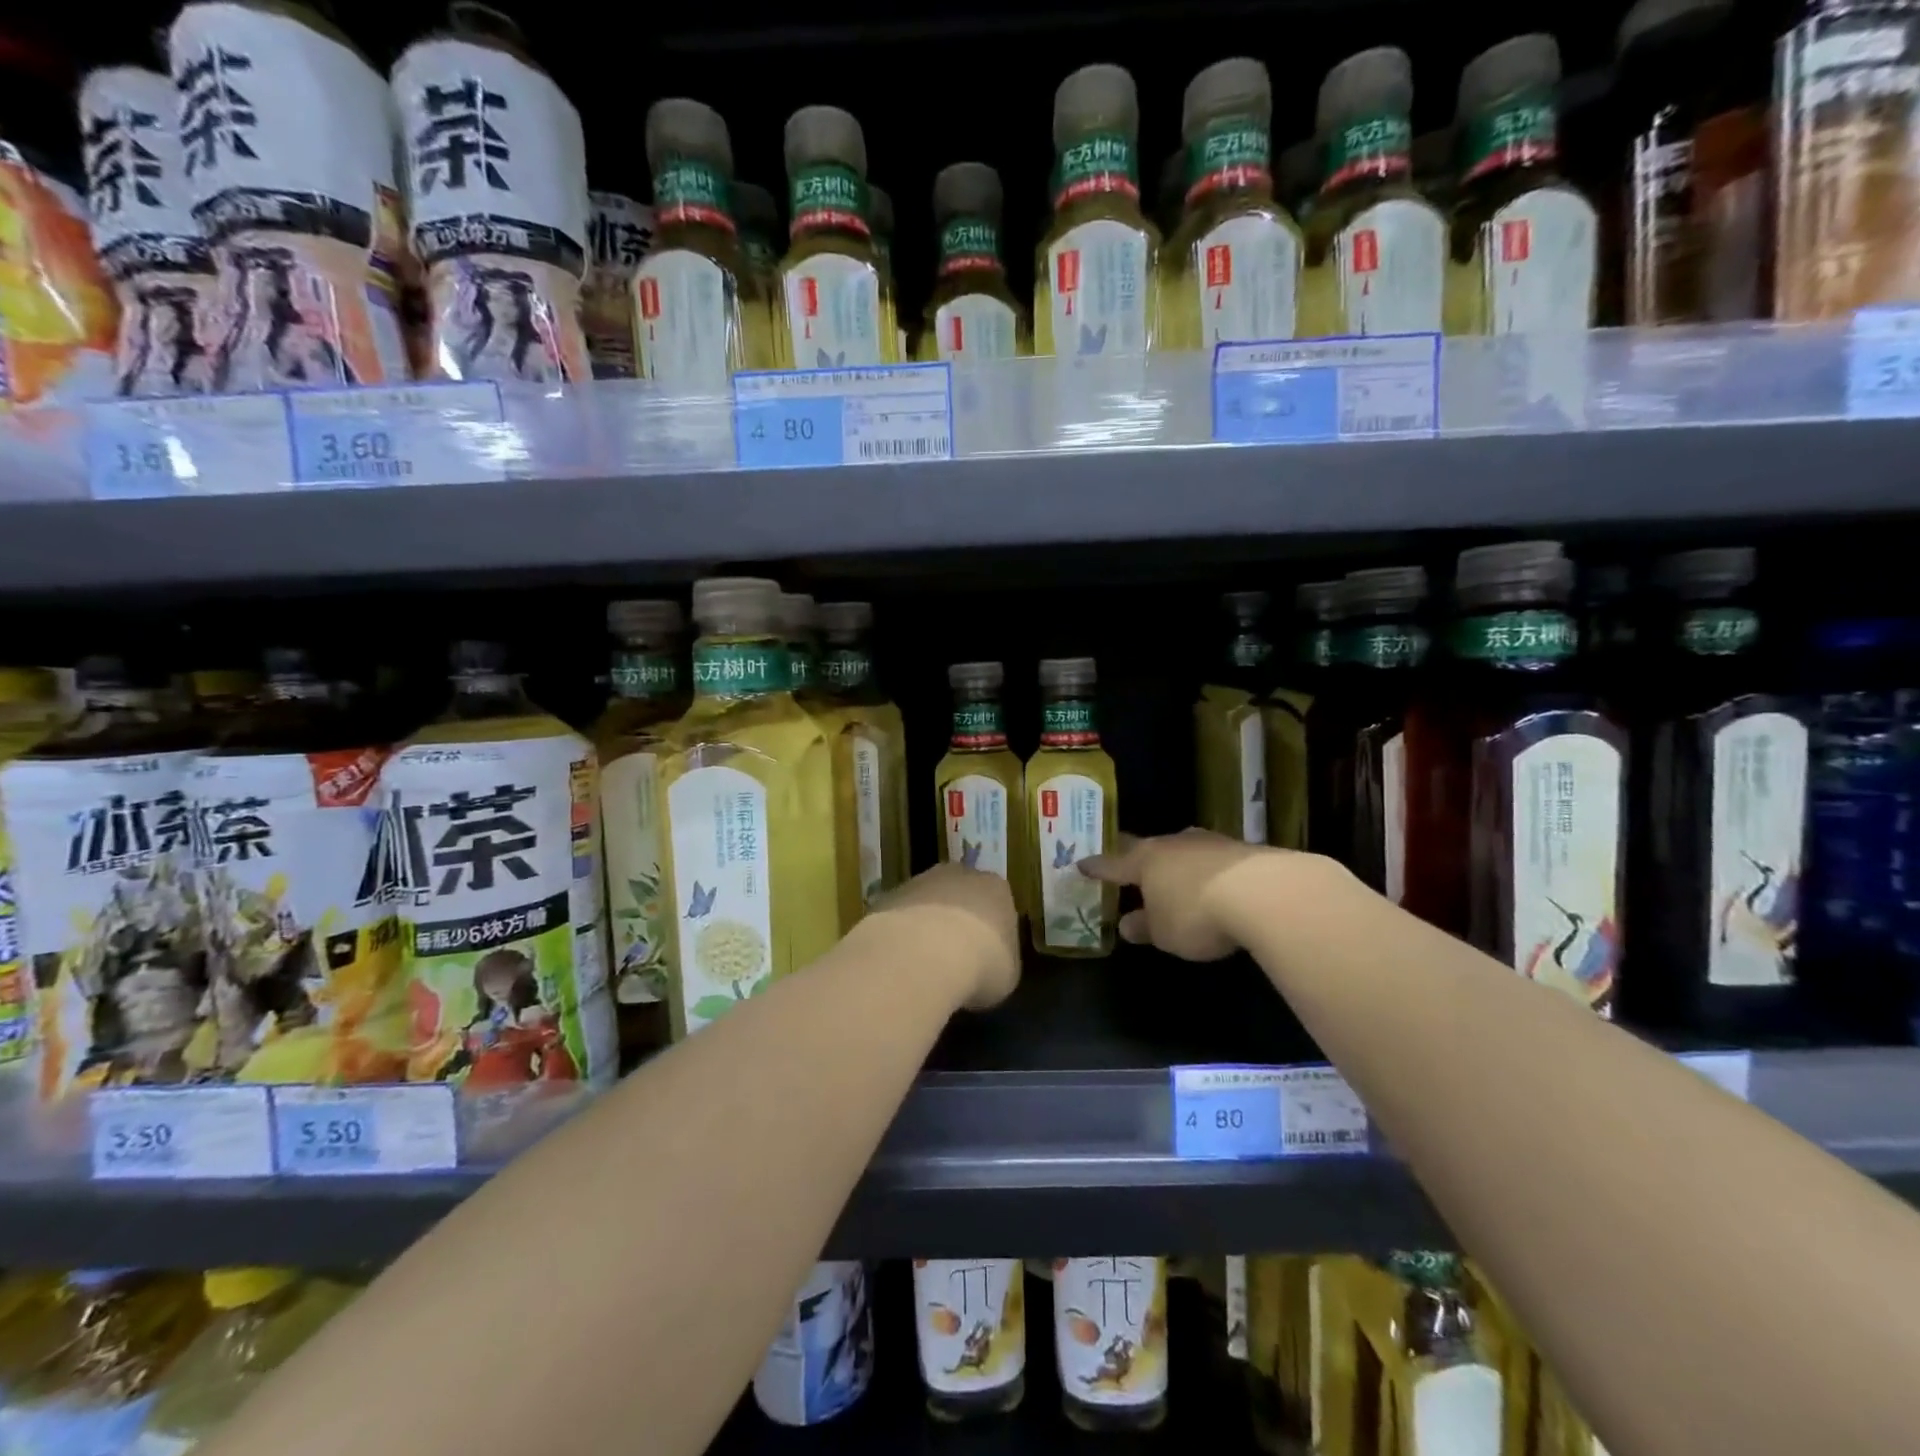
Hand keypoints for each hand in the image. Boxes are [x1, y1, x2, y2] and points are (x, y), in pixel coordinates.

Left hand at [865, 863, 1020, 1010]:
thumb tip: (990, 965)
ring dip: (926, 926)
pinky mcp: (889, 896)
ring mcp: (920, 881)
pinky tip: (900, 960)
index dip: (992, 931)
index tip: (987, 956)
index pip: (998, 903)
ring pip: (927, 903)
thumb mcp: (1007, 974)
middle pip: (961, 895)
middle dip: (958, 921)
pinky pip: (900, 917)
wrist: (925, 954)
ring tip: (924, 963)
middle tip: (955, 957)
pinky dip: (901, 935)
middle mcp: (960, 875)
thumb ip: (1001, 961)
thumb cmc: (981, 964)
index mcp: (996, 889)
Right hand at [1078, 829, 1277, 960]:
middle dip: (1134, 854)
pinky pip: (1212, 858)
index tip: (1081, 864)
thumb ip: (1145, 927)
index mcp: (1144, 862)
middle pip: (1145, 847)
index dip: (1096, 867)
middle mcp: (1172, 845)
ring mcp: (1208, 843)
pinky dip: (1206, 869)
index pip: (1112, 864)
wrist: (1263, 893)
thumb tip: (1127, 924)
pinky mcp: (1241, 849)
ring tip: (1172, 872)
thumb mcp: (1164, 933)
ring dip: (1175, 861)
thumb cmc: (1197, 914)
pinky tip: (1213, 881)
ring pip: (1181, 849)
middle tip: (1124, 856)